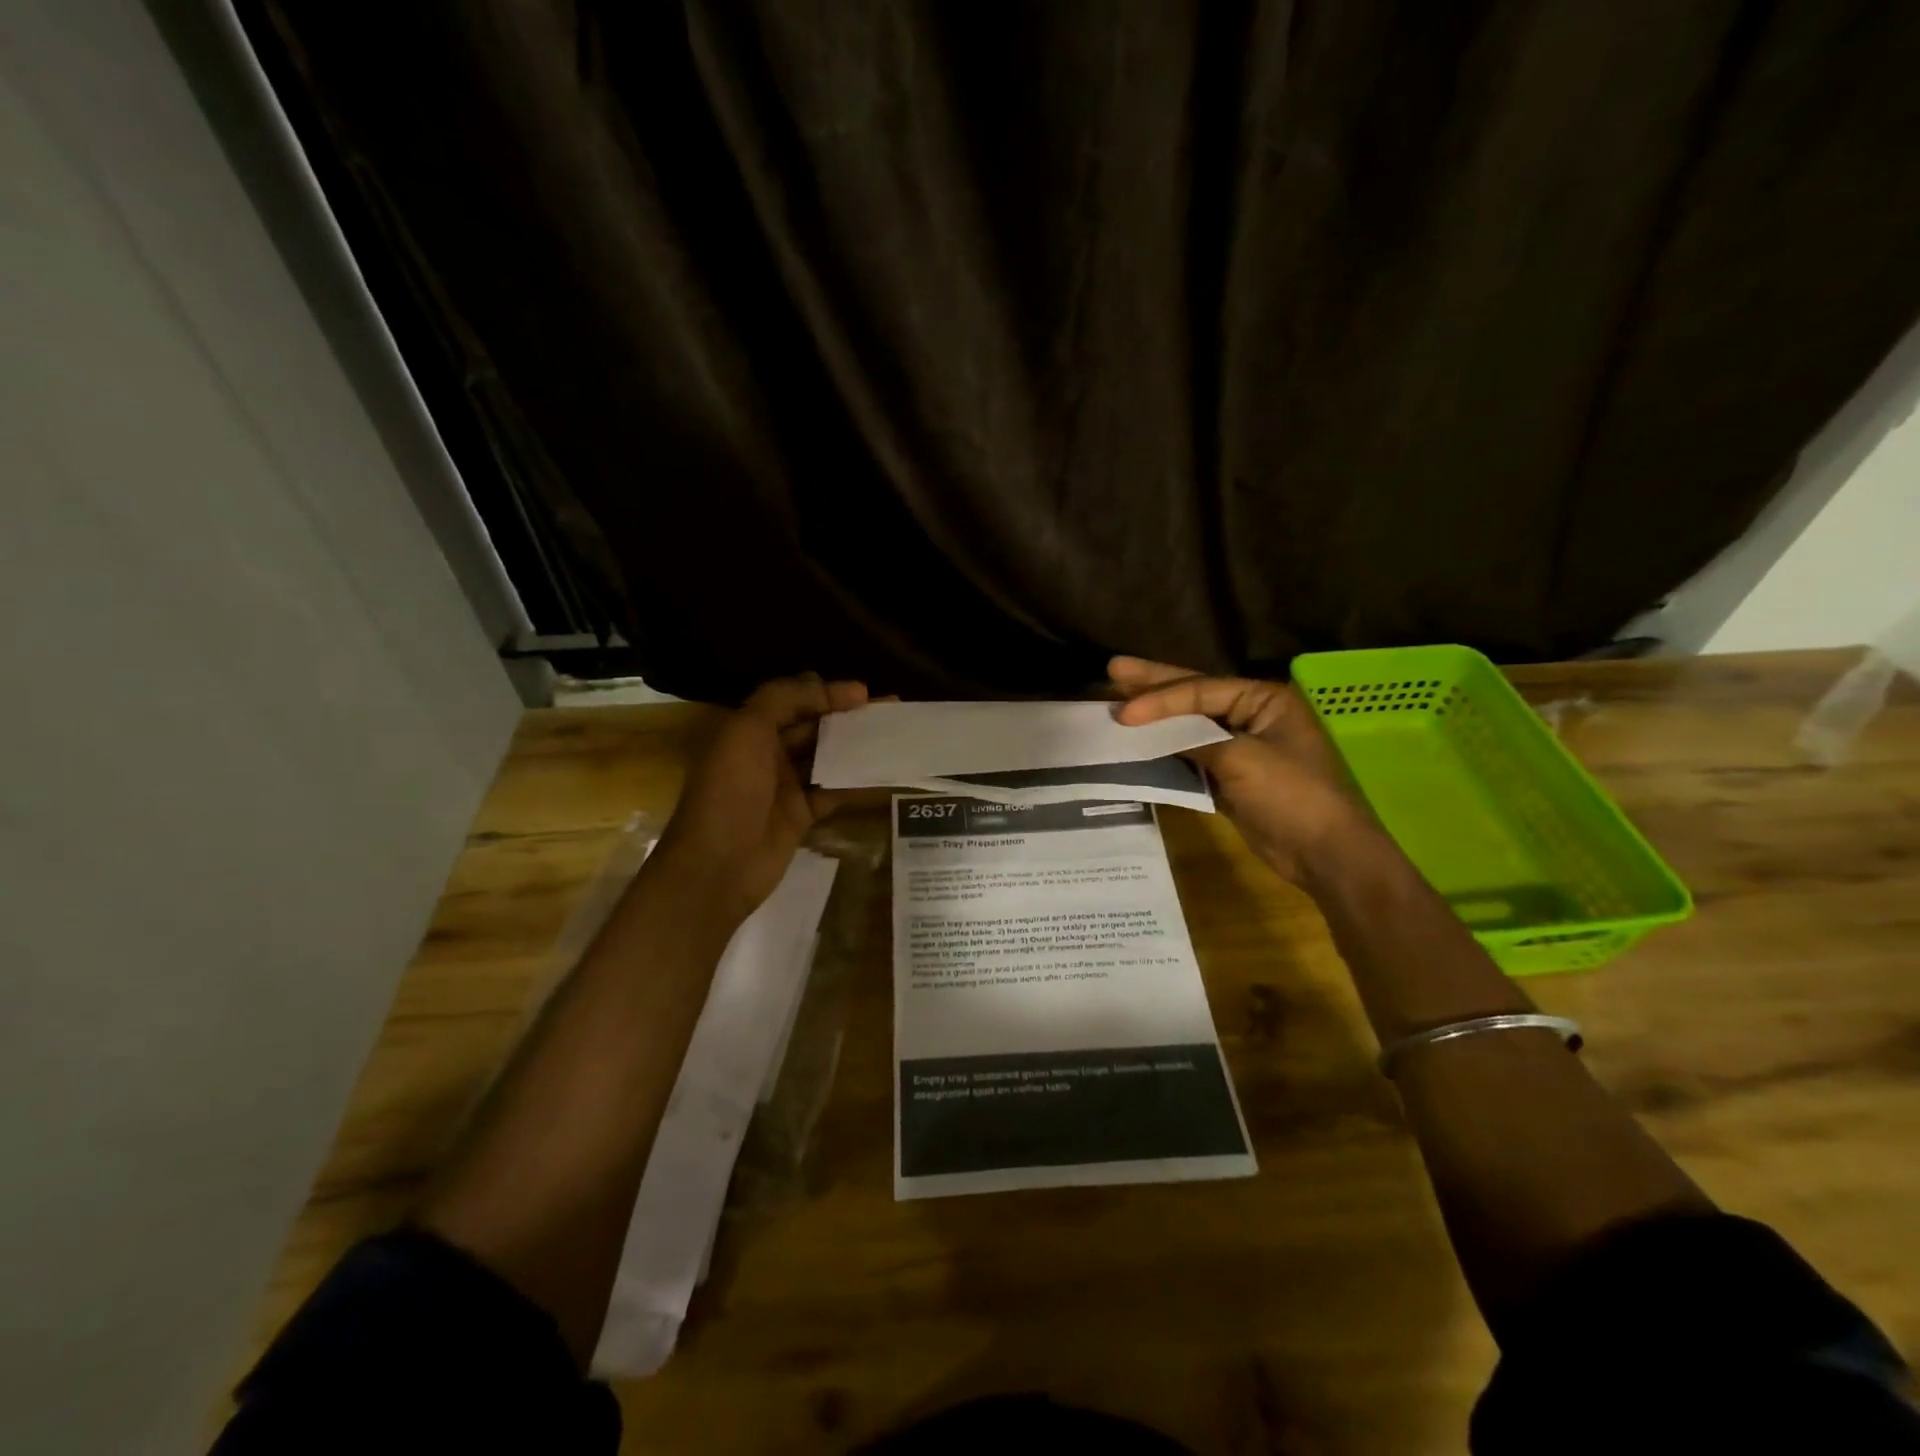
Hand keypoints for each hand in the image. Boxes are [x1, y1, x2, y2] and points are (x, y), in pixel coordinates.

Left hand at [648, 673, 868, 924]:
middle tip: (890, 711)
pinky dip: (858, 783)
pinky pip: (835, 792)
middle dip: (849, 718)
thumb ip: (785, 700)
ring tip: (894, 737)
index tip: (865, 693)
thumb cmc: (729, 792)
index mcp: (749, 730)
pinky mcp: (802, 816)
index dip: (827, 693)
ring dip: (858, 747)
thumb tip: (831, 687)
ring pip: (828, 758)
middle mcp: (767, 754)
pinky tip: (886, 774)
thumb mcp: (747, 731)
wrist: (717, 866)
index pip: (794, 700)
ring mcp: (785, 787)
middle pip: (814, 728)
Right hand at [1110, 656, 1368, 884]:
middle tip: (1114, 669)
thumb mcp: (1242, 760)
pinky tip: (1137, 744)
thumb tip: (1147, 731)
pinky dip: (1164, 751)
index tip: (1123, 713)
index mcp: (1264, 699)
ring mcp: (1239, 746)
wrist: (1324, 854)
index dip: (1159, 699)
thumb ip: (1193, 739)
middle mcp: (1251, 715)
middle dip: (1152, 686)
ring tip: (1116, 703)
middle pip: (1193, 696)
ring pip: (1188, 727)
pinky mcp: (1229, 776)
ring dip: (1154, 720)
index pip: (1200, 690)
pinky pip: (1189, 756)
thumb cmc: (1292, 795)